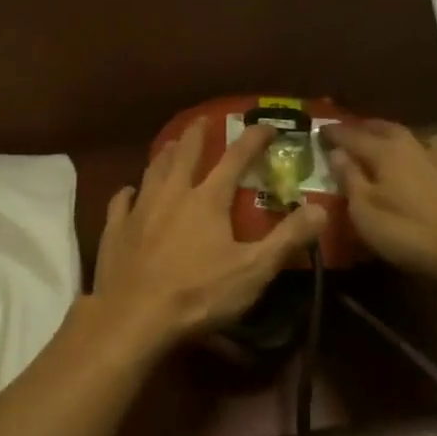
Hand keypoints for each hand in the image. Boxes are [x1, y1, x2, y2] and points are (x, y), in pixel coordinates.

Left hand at [91, 121, 327, 346]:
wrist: (134, 315)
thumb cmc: (198, 294)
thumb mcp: (253, 270)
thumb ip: (287, 239)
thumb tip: (321, 209)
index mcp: (207, 200)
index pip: (235, 159)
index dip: (253, 139)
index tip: (267, 125)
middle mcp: (172, 194)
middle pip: (185, 154)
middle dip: (197, 134)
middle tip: (203, 120)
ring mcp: (139, 209)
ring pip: (152, 170)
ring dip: (165, 155)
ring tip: (171, 145)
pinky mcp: (115, 228)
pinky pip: (121, 201)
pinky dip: (128, 192)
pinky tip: (129, 192)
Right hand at [323, 121, 436, 290]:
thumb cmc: (409, 232)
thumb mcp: (364, 211)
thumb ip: (350, 179)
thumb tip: (337, 152)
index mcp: (386, 152)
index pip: (353, 135)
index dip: (334, 133)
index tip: (319, 129)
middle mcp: (415, 148)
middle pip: (387, 129)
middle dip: (367, 128)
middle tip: (352, 130)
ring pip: (422, 139)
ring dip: (405, 139)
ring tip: (396, 146)